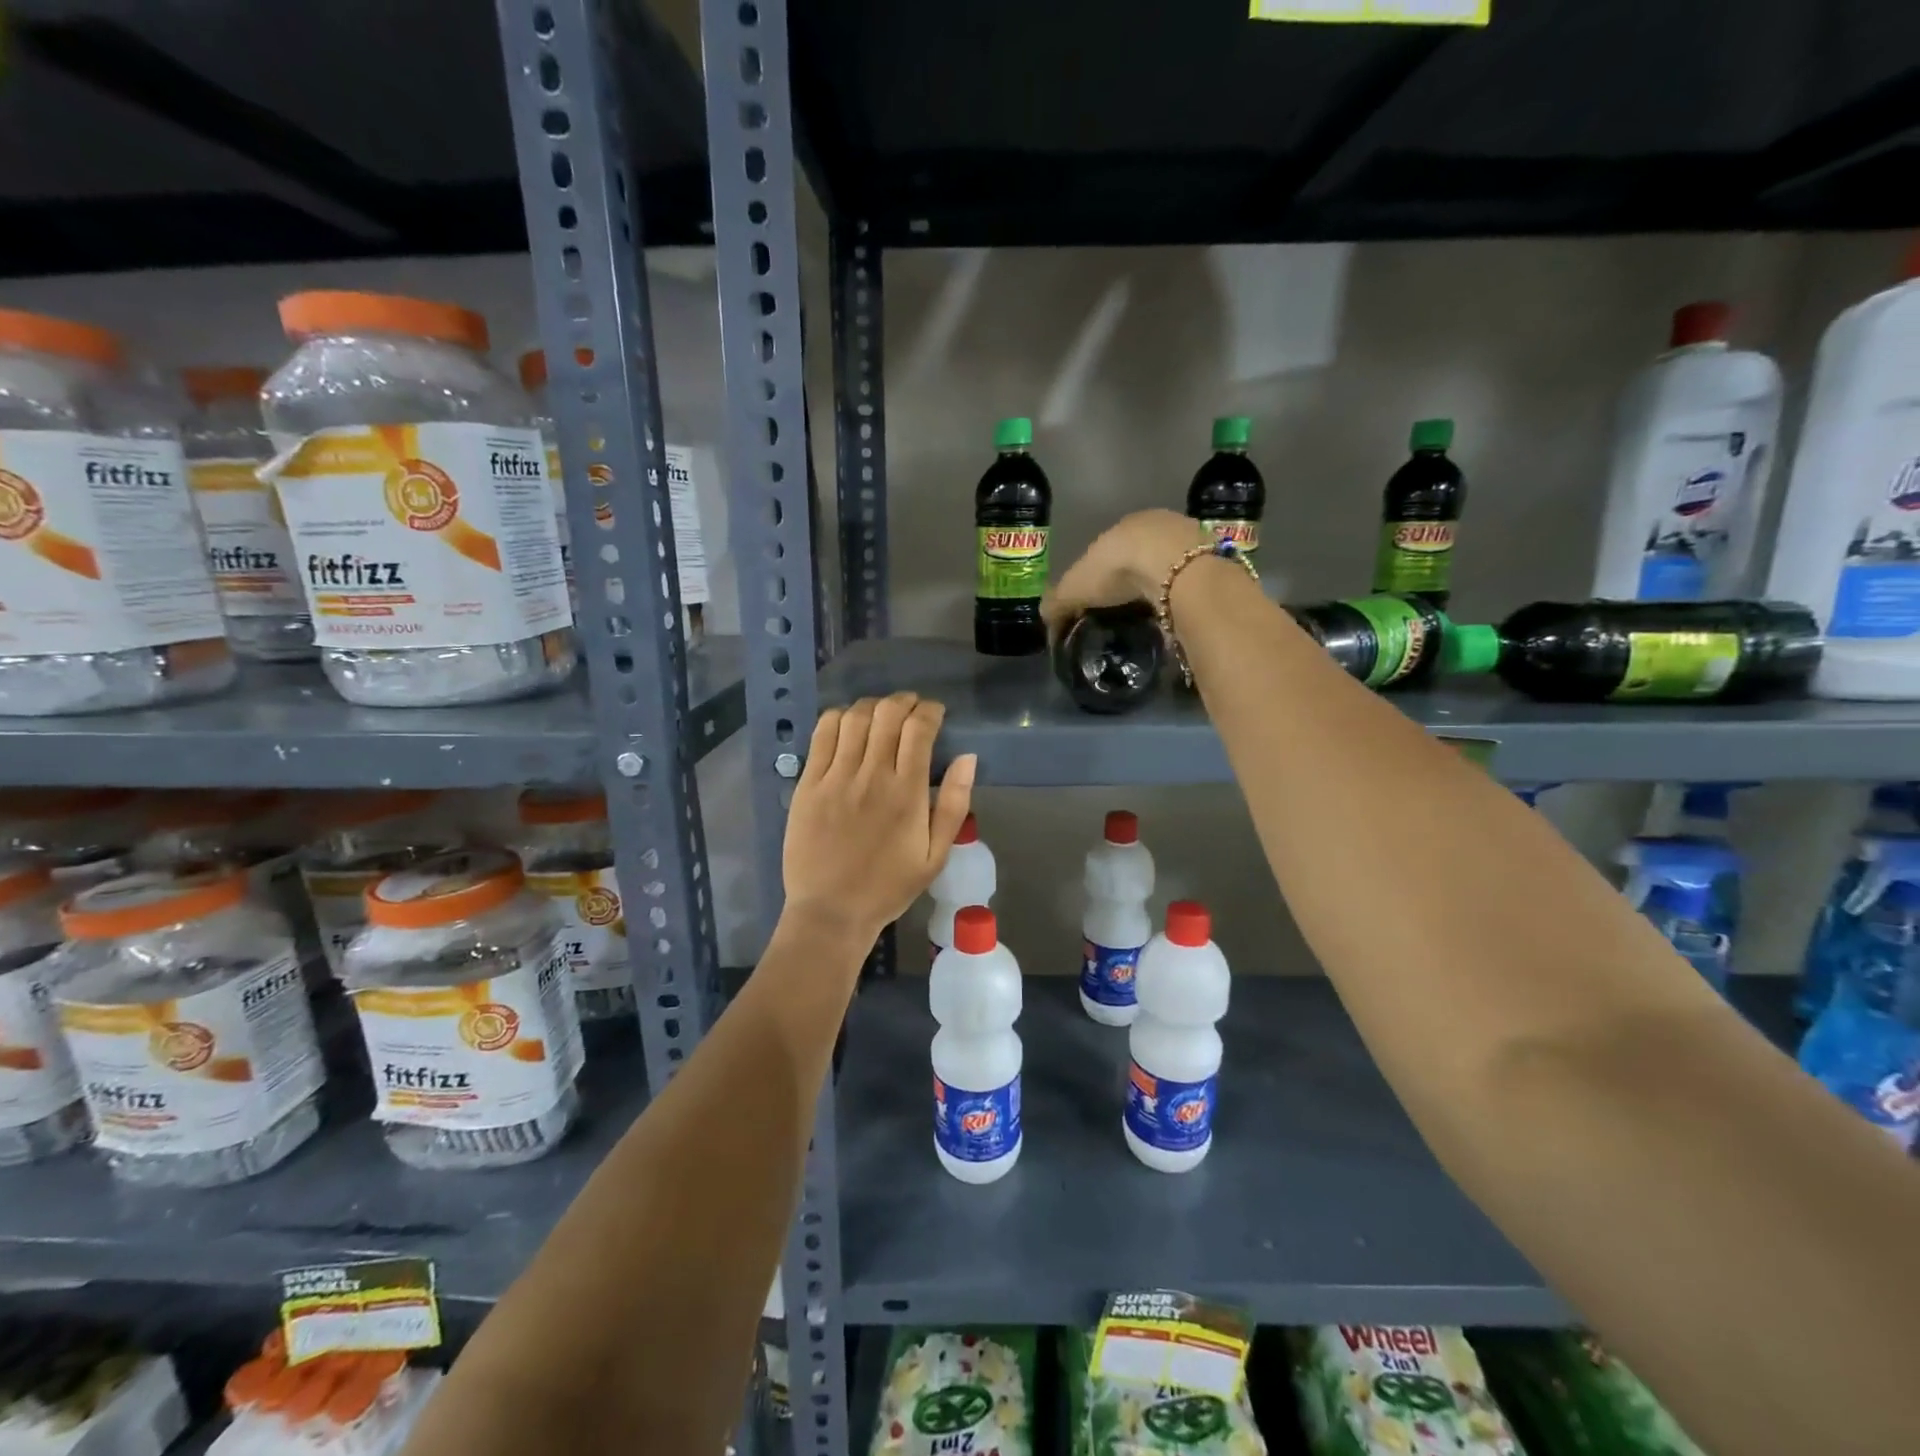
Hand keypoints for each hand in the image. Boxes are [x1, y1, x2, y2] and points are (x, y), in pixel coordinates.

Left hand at [782, 692, 976, 942]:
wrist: (831, 911)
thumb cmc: (889, 886)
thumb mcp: (936, 856)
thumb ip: (955, 804)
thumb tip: (968, 758)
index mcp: (907, 793)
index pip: (919, 729)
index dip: (930, 711)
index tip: (936, 713)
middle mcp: (872, 775)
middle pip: (888, 714)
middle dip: (904, 701)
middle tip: (911, 709)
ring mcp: (836, 777)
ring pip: (854, 717)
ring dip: (873, 706)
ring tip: (881, 714)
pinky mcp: (808, 783)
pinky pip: (822, 734)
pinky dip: (838, 718)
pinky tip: (848, 724)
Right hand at [1041, 508, 1206, 639]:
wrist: (1173, 565)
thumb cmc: (1116, 570)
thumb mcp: (1074, 588)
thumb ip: (1058, 603)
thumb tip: (1045, 619)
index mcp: (1121, 527)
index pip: (1107, 550)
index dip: (1099, 574)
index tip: (1097, 600)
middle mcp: (1155, 525)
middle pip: (1139, 555)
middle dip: (1131, 578)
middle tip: (1125, 610)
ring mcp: (1186, 538)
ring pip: (1167, 564)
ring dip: (1158, 584)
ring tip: (1151, 613)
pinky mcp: (1210, 556)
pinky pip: (1189, 577)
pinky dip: (1180, 592)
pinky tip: (1174, 609)